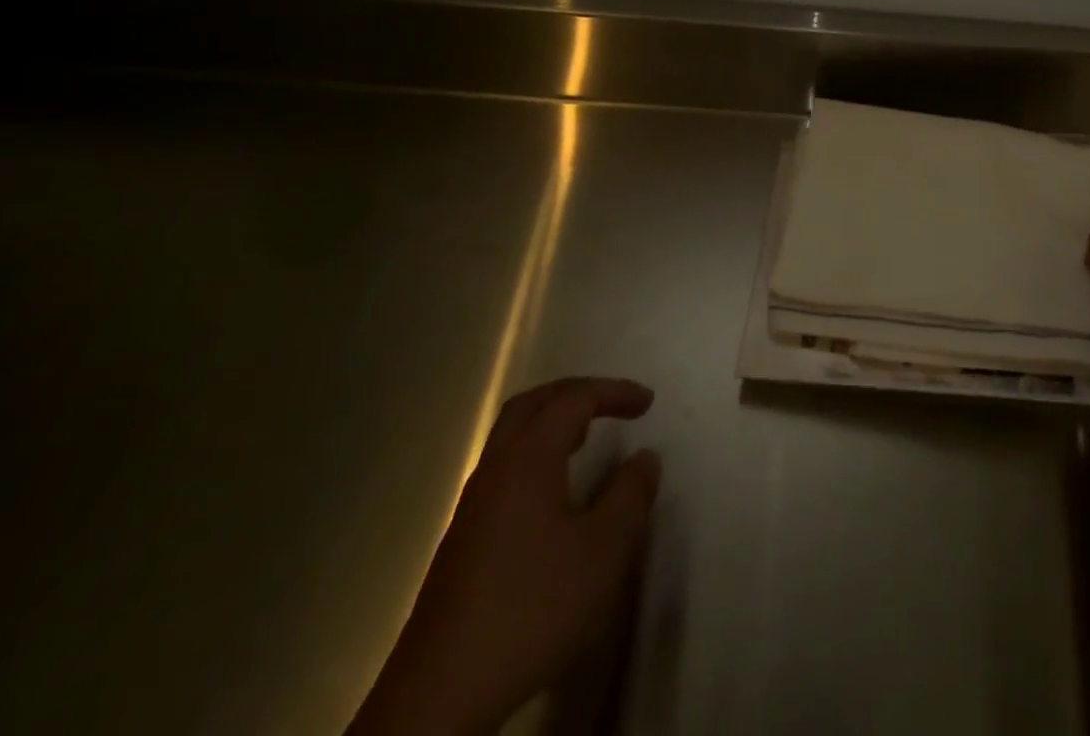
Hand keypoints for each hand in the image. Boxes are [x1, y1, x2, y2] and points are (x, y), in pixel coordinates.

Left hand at [348, 377, 661, 735]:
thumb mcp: (604, 550)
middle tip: (611, 403)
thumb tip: (644, 459)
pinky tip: (554, 495)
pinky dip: (536, 457)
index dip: (613, 392)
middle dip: (574, 394)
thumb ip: (630, 495)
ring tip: (586, 439)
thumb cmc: (533, 607)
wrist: (441, 697)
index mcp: (528, 459)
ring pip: (511, 440)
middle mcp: (494, 471)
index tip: (648, 403)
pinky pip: (503, 471)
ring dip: (551, 425)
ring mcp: (471, 508)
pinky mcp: (462, 544)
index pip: (573, 400)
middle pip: (530, 406)